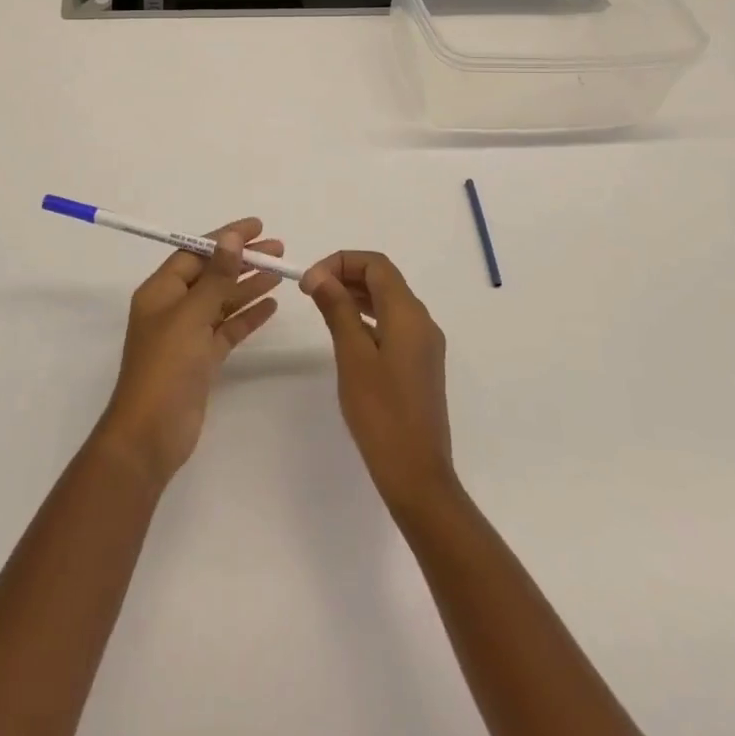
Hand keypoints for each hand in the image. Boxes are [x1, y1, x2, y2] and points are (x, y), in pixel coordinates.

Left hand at [92, 218, 283, 487]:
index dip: (225, 237)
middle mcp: (173, 308)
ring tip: (280, 272)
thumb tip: (230, 237)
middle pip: (211, 274)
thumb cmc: (166, 367)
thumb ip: (216, 277)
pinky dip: (247, 317)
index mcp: (161, 291)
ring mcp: (187, 335)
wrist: (151, 435)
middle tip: (277, 248)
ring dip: (248, 285)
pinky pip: (227, 329)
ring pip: (222, 301)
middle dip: (242, 259)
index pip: (195, 252)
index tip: (256, 227)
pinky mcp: (201, 360)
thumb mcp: (192, 315)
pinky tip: (271, 305)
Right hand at [301, 251, 454, 514]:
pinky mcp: (420, 363)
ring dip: (356, 294)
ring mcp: (424, 344)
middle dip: (346, 274)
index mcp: (408, 314)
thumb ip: (337, 309)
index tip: (309, 279)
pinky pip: (393, 323)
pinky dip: (368, 316)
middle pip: (384, 279)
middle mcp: (422, 321)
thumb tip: (318, 274)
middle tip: (310, 290)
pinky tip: (346, 332)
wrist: (417, 474)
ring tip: (322, 305)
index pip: (376, 265)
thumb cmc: (381, 413)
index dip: (341, 261)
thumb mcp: (352, 355)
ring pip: (389, 301)